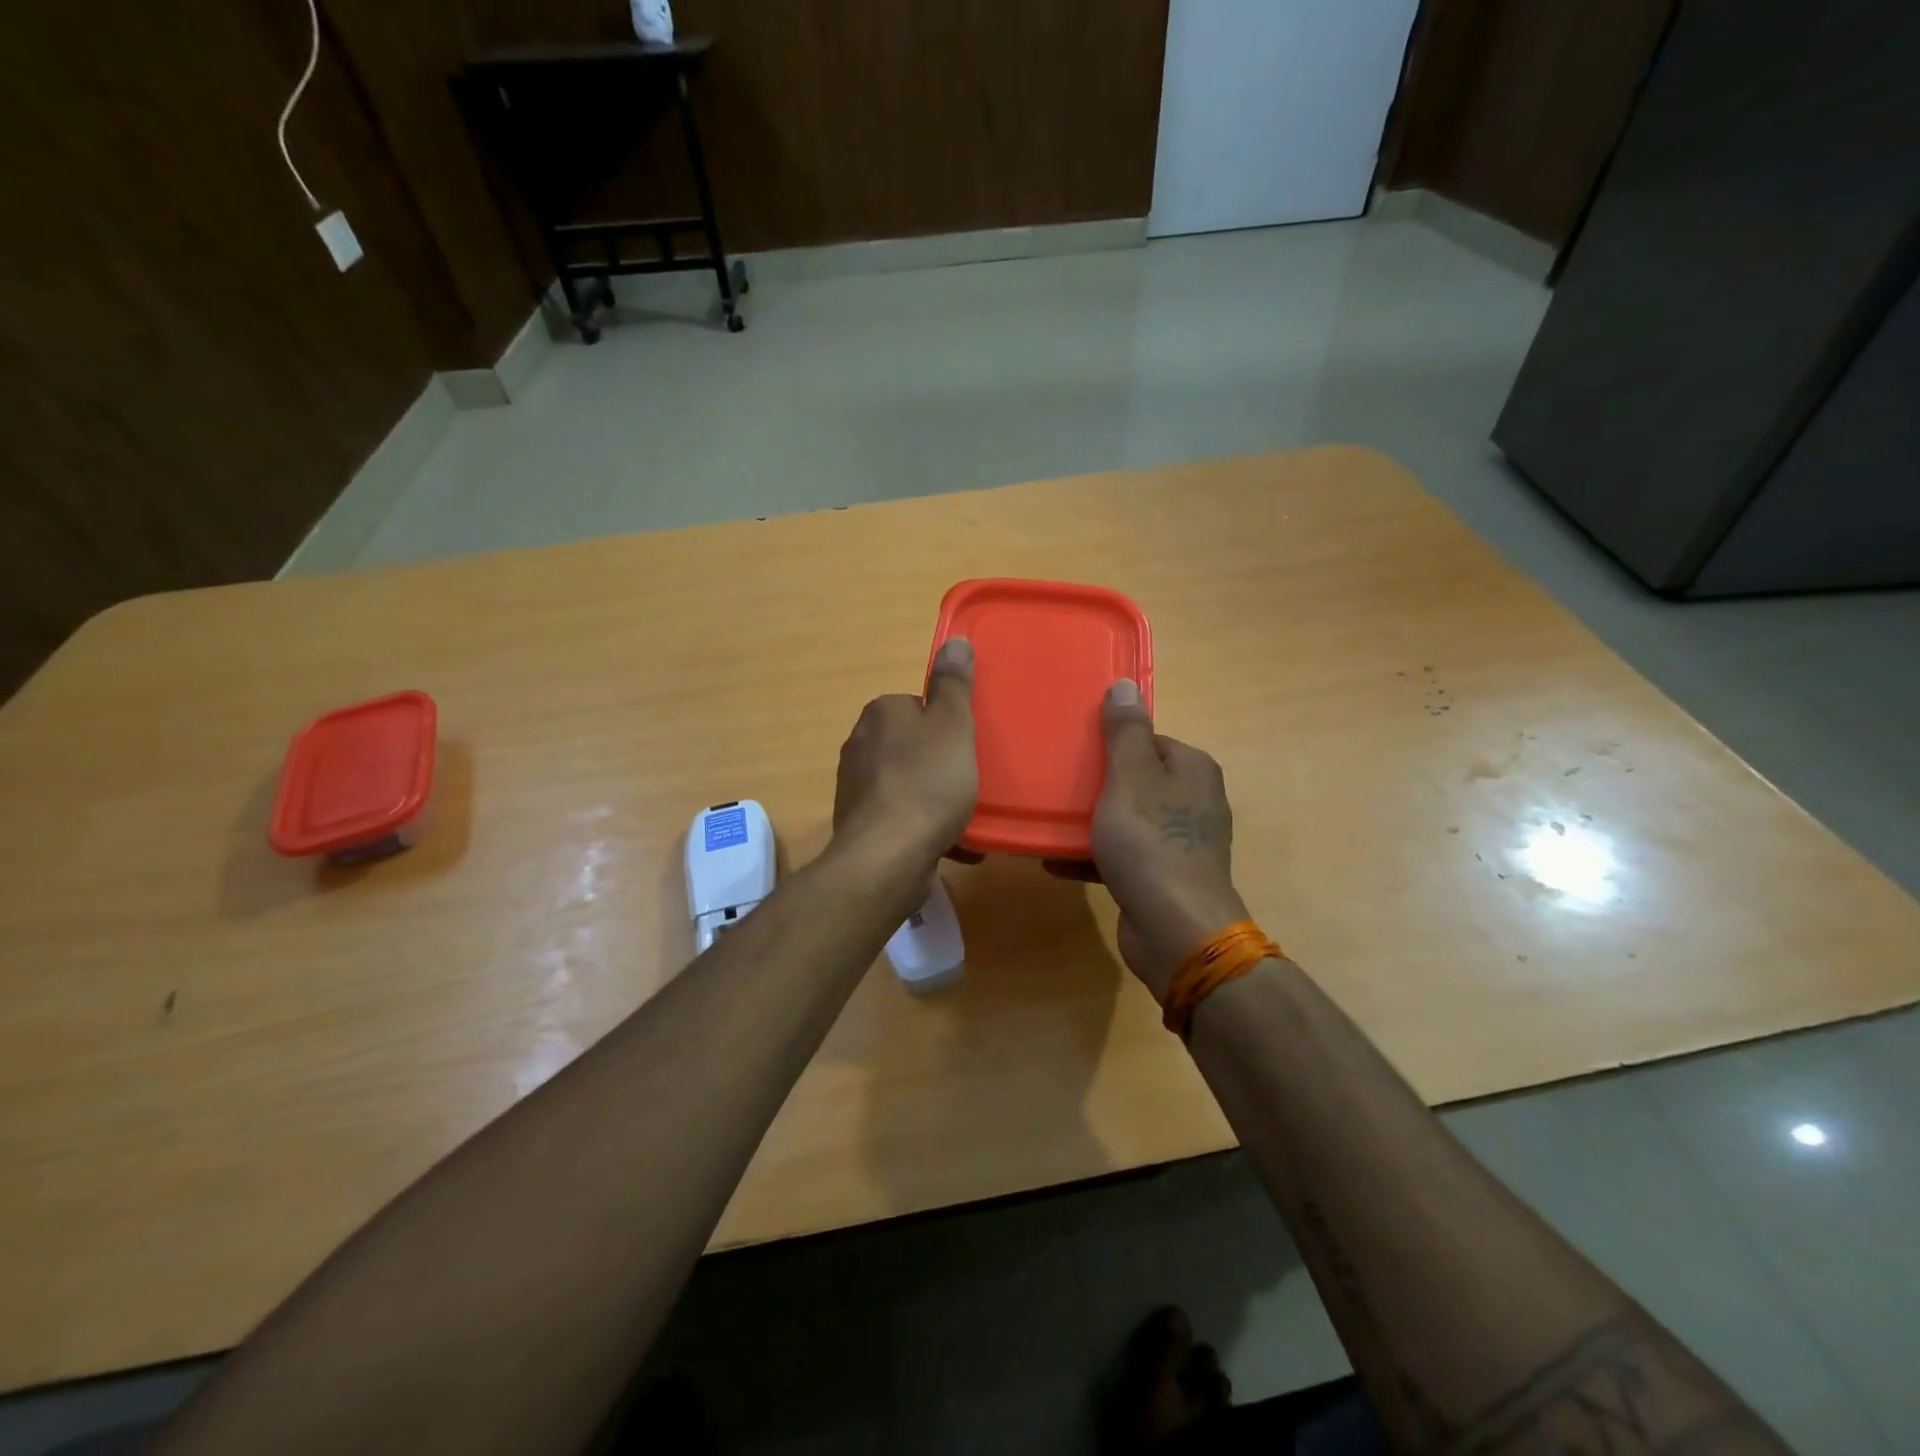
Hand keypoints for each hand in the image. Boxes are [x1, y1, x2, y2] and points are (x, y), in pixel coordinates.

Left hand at [831, 638, 978, 875]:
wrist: (887, 857)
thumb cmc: (927, 783)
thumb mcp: (952, 725)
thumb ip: (954, 684)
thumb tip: (955, 640)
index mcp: (880, 714)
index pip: (917, 706)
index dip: (946, 725)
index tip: (967, 745)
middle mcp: (860, 745)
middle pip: (912, 746)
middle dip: (941, 763)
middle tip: (971, 780)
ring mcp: (856, 788)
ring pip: (908, 784)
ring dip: (936, 799)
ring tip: (967, 816)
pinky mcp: (860, 827)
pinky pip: (902, 819)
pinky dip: (926, 828)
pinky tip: (955, 846)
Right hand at [1078, 681, 1248, 1001]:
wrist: (1174, 928)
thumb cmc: (1150, 842)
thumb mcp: (1130, 778)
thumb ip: (1125, 732)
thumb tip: (1125, 684)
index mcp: (1192, 770)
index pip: (1150, 740)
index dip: (1112, 744)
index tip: (1075, 749)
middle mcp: (1193, 802)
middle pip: (1137, 780)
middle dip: (1097, 783)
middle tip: (1056, 782)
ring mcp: (1180, 842)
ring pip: (1128, 819)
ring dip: (1091, 821)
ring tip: (1050, 819)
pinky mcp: (1164, 877)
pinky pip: (1123, 855)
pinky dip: (1093, 856)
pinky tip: (1054, 860)